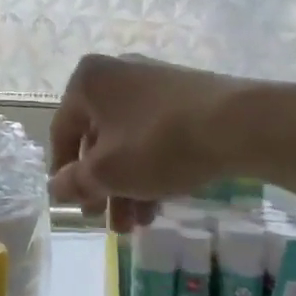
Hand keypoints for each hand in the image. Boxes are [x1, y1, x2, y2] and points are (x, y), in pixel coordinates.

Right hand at [48, 54, 295, 231]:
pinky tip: (162, 200)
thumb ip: (76, 181)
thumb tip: (56, 187)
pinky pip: (155, 131)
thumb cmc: (158, 143)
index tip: (73, 206)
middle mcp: (115, 72)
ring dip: (128, 182)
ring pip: (128, 138)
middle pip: (98, 137)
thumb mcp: (108, 172)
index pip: (62, 131)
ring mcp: (152, 80)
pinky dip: (152, 164)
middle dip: (103, 185)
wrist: (239, 124)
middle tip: (110, 222)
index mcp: (87, 81)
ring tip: (140, 223)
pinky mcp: (183, 93)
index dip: (63, 173)